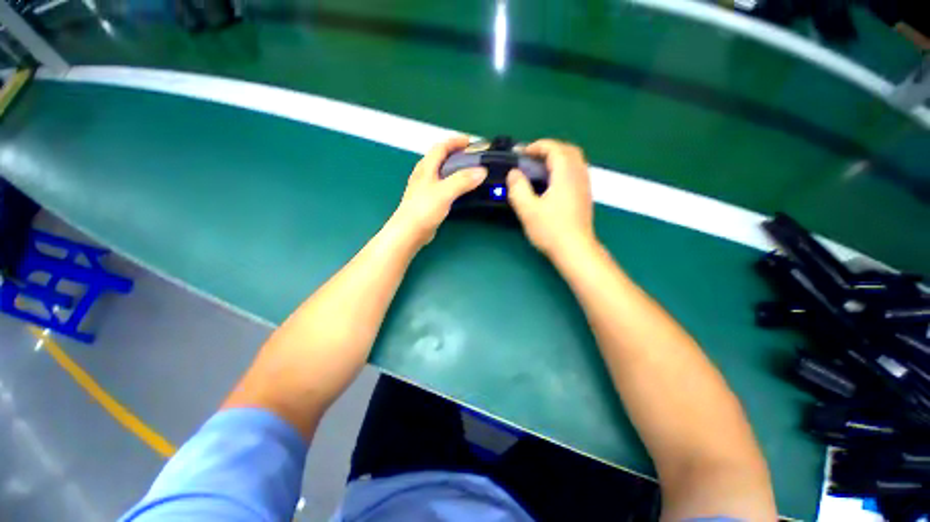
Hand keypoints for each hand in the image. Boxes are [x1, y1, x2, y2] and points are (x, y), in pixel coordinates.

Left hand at [391, 136, 486, 245]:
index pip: (441, 147)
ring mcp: (424, 187)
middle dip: (456, 154)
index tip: (470, 142)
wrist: (409, 231)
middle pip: (440, 158)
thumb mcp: (445, 192)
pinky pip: (441, 185)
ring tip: (469, 173)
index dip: (455, 141)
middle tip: (472, 158)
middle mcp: (424, 174)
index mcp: (426, 167)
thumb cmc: (424, 209)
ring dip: (454, 169)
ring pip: (441, 172)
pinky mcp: (427, 200)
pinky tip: (458, 190)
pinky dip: (452, 182)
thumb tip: (482, 171)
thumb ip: (463, 180)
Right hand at [507, 139, 594, 255]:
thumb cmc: (551, 230)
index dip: (538, 146)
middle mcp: (579, 176)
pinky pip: (576, 172)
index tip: (522, 154)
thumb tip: (513, 173)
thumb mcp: (528, 210)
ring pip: (575, 161)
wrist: (575, 250)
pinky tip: (552, 183)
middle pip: (569, 150)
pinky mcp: (585, 196)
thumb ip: (518, 188)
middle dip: (550, 149)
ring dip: (558, 158)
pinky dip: (563, 169)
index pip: (555, 149)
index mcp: (565, 175)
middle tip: (532, 158)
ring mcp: (584, 186)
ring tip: (540, 169)